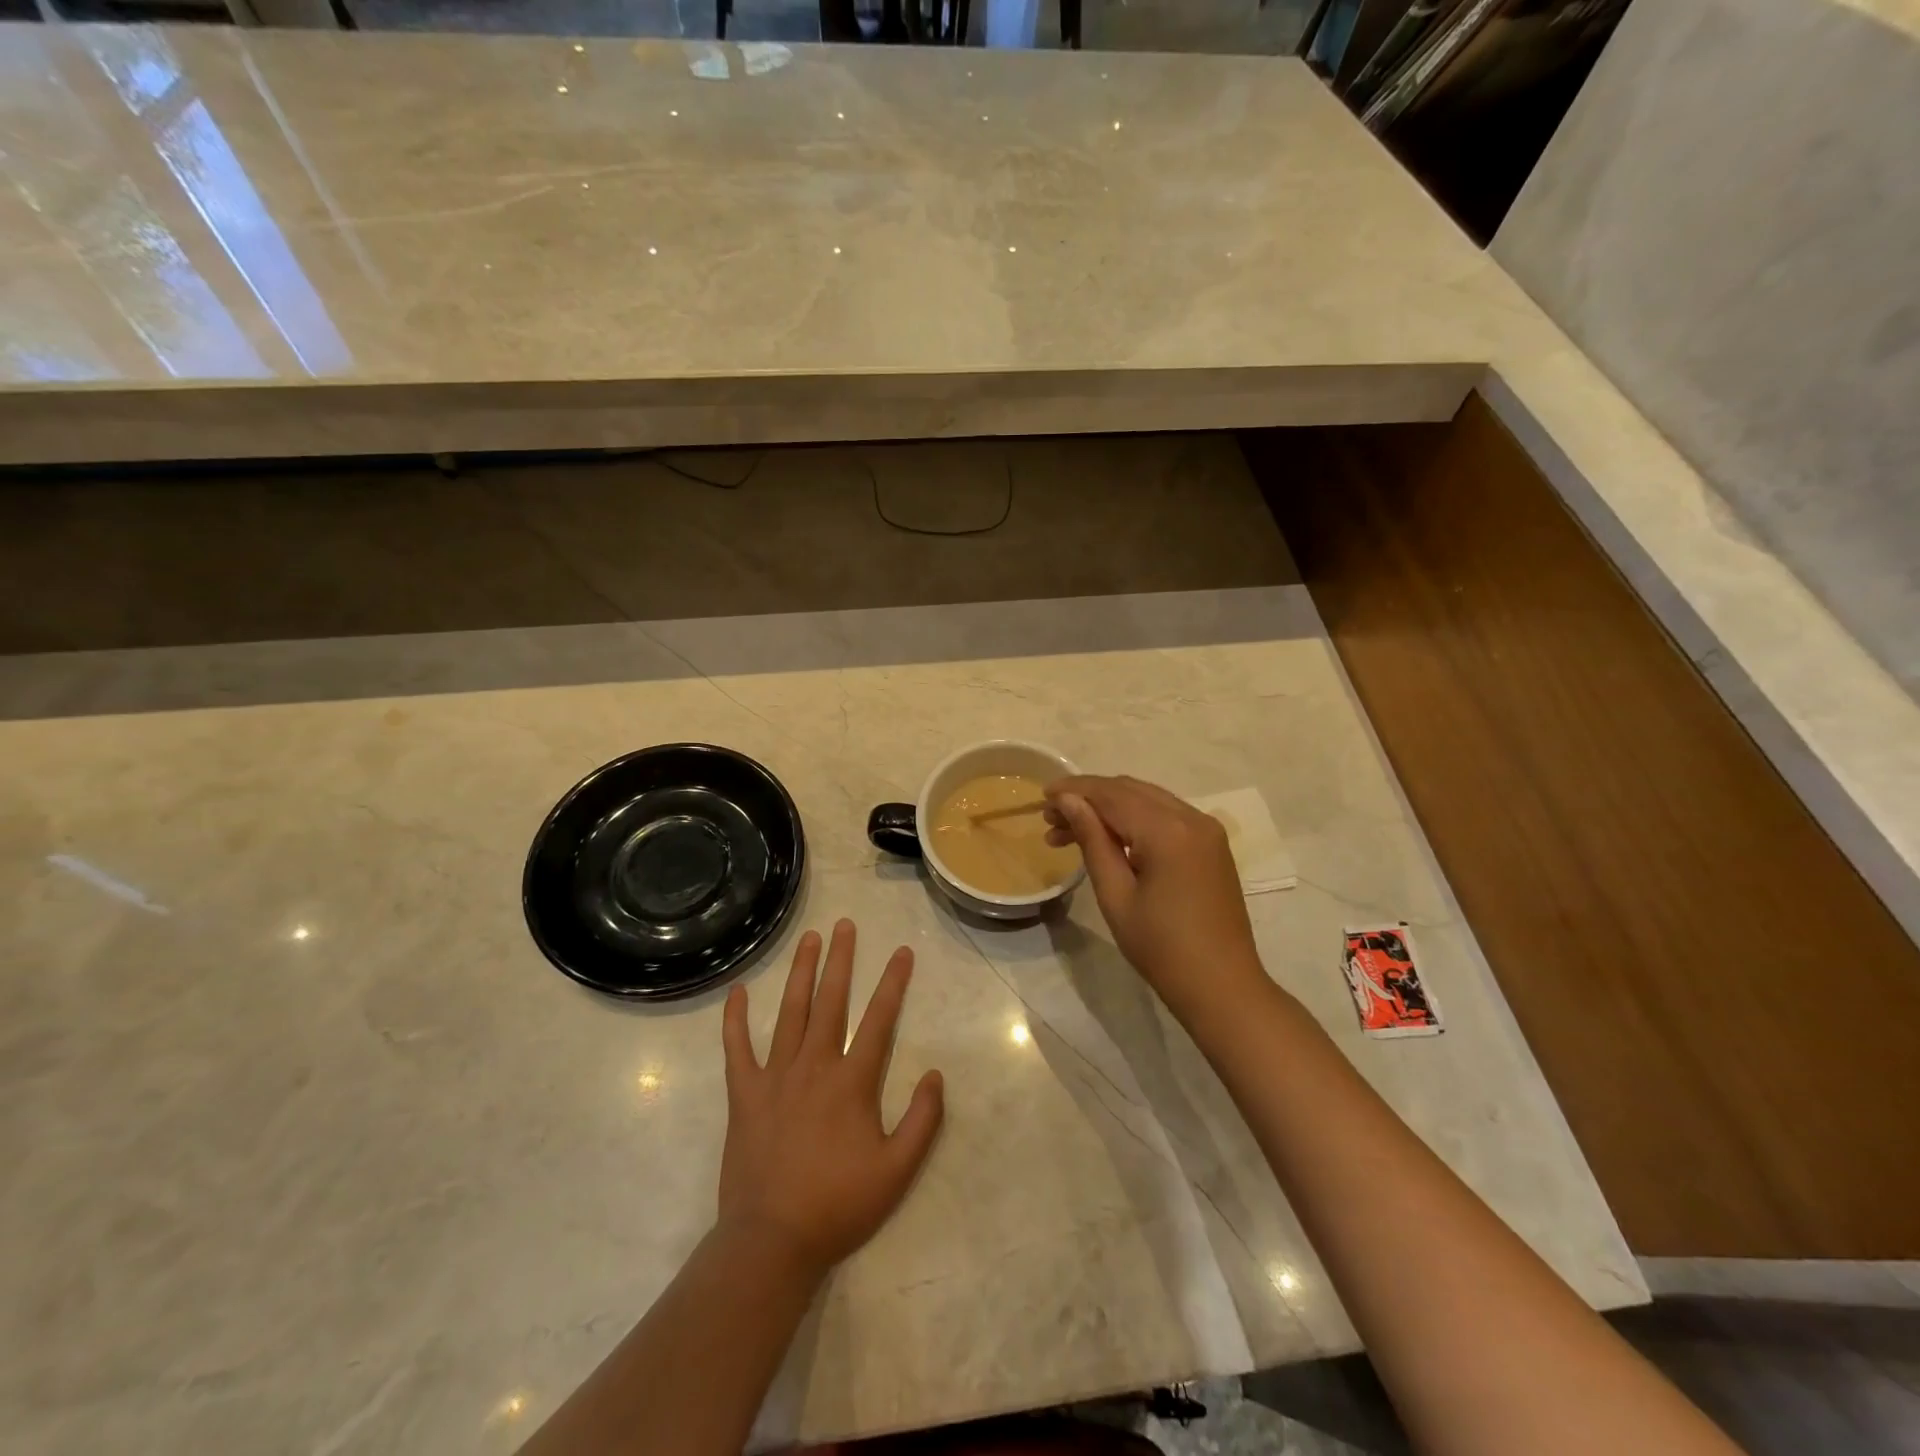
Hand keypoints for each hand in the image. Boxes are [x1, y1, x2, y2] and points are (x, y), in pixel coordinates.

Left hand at [718, 919, 945, 1279]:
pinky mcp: (744, 1094)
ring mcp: (775, 1076)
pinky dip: (735, 1019)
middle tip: (844, 925)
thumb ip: (923, 1120)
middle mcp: (814, 1066)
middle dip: (840, 960)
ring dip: (801, 973)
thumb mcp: (897, 1171)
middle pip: (831, 1001)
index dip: (893, 983)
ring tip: (808, 939)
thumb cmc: (839, 1205)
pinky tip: (737, 992)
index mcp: (852, 1081)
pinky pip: (737, 1049)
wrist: (773, 1241)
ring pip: (790, 1012)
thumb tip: (934, 1074)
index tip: (901, 952)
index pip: (879, 1020)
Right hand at [1045, 775, 1266, 1021]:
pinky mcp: (1211, 844)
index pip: (1111, 794)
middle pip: (1130, 790)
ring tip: (1070, 832)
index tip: (1042, 797)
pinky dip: (1134, 819)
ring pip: (1148, 799)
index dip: (1074, 790)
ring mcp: (1206, 829)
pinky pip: (1166, 815)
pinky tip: (1109, 839)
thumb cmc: (1161, 948)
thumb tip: (1068, 801)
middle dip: (1089, 798)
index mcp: (1167, 831)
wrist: (1222, 986)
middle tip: (1051, 820)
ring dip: (1109, 807)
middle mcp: (1191, 817)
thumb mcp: (1116, 895)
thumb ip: (1092, 840)